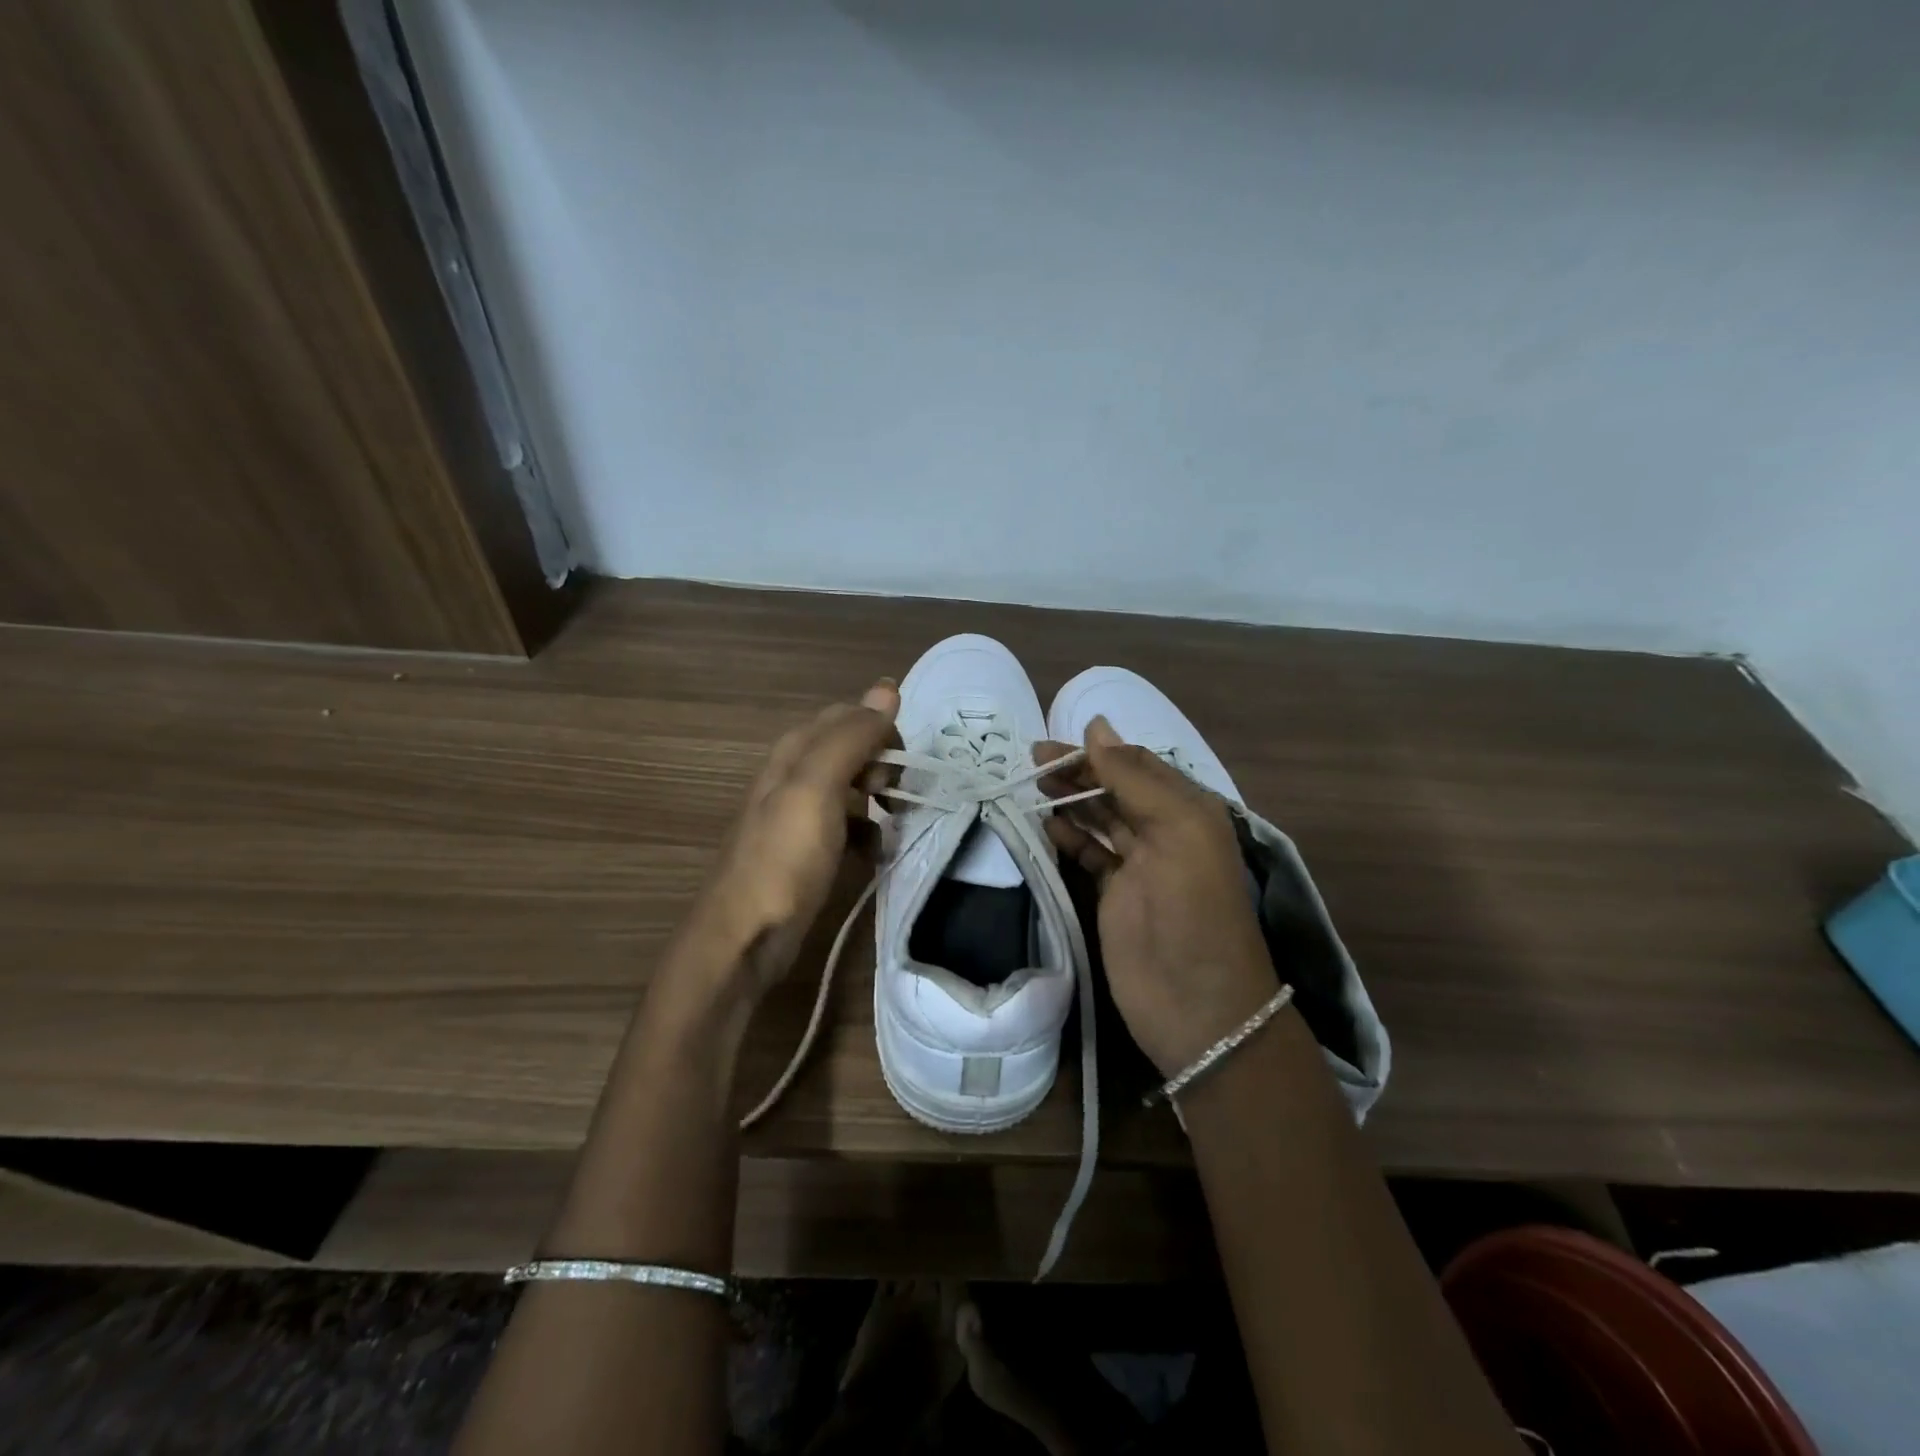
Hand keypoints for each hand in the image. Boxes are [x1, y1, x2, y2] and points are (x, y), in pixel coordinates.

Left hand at [682, 680, 899, 999]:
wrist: (744, 938)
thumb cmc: (784, 859)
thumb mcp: (817, 789)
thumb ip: (851, 738)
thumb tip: (887, 686)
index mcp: (794, 751)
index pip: (849, 716)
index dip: (882, 731)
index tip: (901, 765)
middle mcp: (794, 775)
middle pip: (851, 749)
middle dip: (882, 764)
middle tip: (896, 795)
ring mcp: (799, 814)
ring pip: (852, 787)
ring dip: (880, 798)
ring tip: (896, 821)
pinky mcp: (806, 850)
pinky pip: (847, 825)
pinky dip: (868, 832)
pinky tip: (876, 853)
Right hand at [1038, 717, 1278, 1078]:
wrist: (1197, 1006)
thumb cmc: (1192, 909)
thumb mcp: (1176, 830)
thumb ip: (1134, 778)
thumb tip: (1095, 726)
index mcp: (1187, 809)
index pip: (1135, 765)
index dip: (1096, 752)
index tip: (1052, 745)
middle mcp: (1164, 830)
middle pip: (1115, 788)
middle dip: (1076, 772)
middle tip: (1031, 762)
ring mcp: (1139, 865)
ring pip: (1100, 818)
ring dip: (1069, 800)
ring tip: (1031, 787)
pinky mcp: (1116, 895)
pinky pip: (1089, 853)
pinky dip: (1068, 837)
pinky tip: (1045, 825)